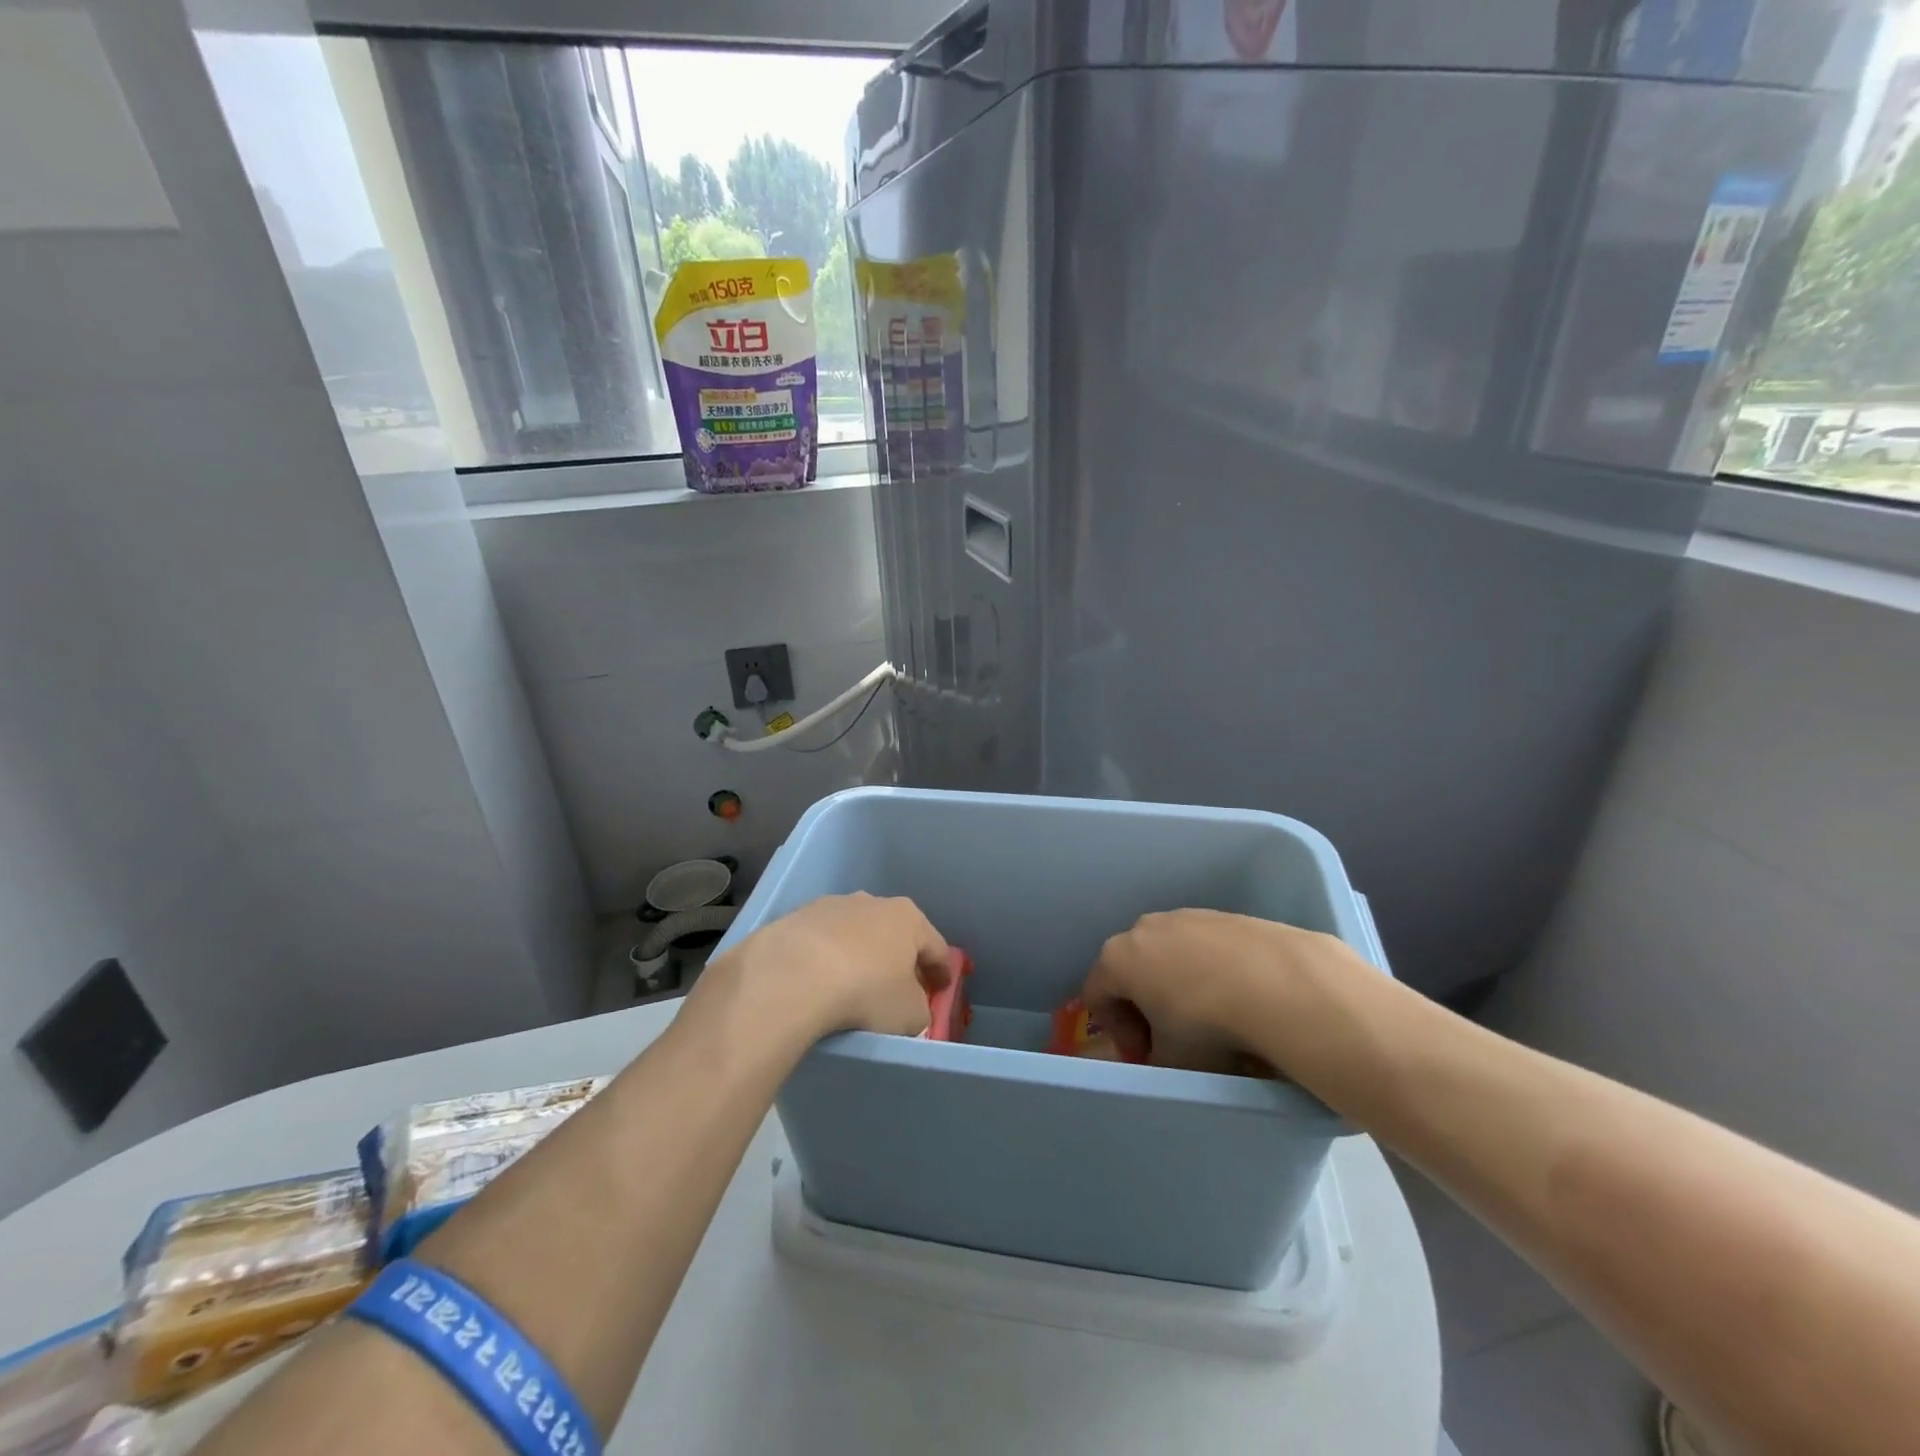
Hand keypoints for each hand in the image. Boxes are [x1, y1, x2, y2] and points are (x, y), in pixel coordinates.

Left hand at [717, 892, 950, 1042]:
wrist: (790, 977)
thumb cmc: (865, 992)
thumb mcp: (909, 1014)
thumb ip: (919, 1008)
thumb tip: (910, 1006)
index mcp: (908, 918)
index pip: (936, 946)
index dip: (942, 971)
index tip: (943, 989)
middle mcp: (873, 902)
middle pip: (895, 934)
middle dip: (900, 958)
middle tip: (900, 987)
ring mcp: (831, 906)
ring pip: (856, 934)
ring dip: (859, 955)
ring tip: (852, 985)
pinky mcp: (796, 918)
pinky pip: (821, 943)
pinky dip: (825, 959)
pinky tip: (818, 983)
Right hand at [1082, 909, 1365, 1073]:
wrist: (1279, 983)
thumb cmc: (1207, 1024)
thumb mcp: (1171, 1060)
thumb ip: (1154, 1060)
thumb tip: (1162, 1056)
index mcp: (1118, 958)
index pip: (1096, 994)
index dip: (1116, 1032)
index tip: (1144, 1056)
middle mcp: (1145, 928)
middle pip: (1131, 969)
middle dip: (1145, 1005)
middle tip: (1171, 1039)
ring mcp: (1186, 916)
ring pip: (1169, 955)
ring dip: (1178, 985)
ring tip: (1211, 1018)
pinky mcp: (1225, 916)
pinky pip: (1204, 947)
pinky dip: (1211, 971)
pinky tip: (1238, 997)